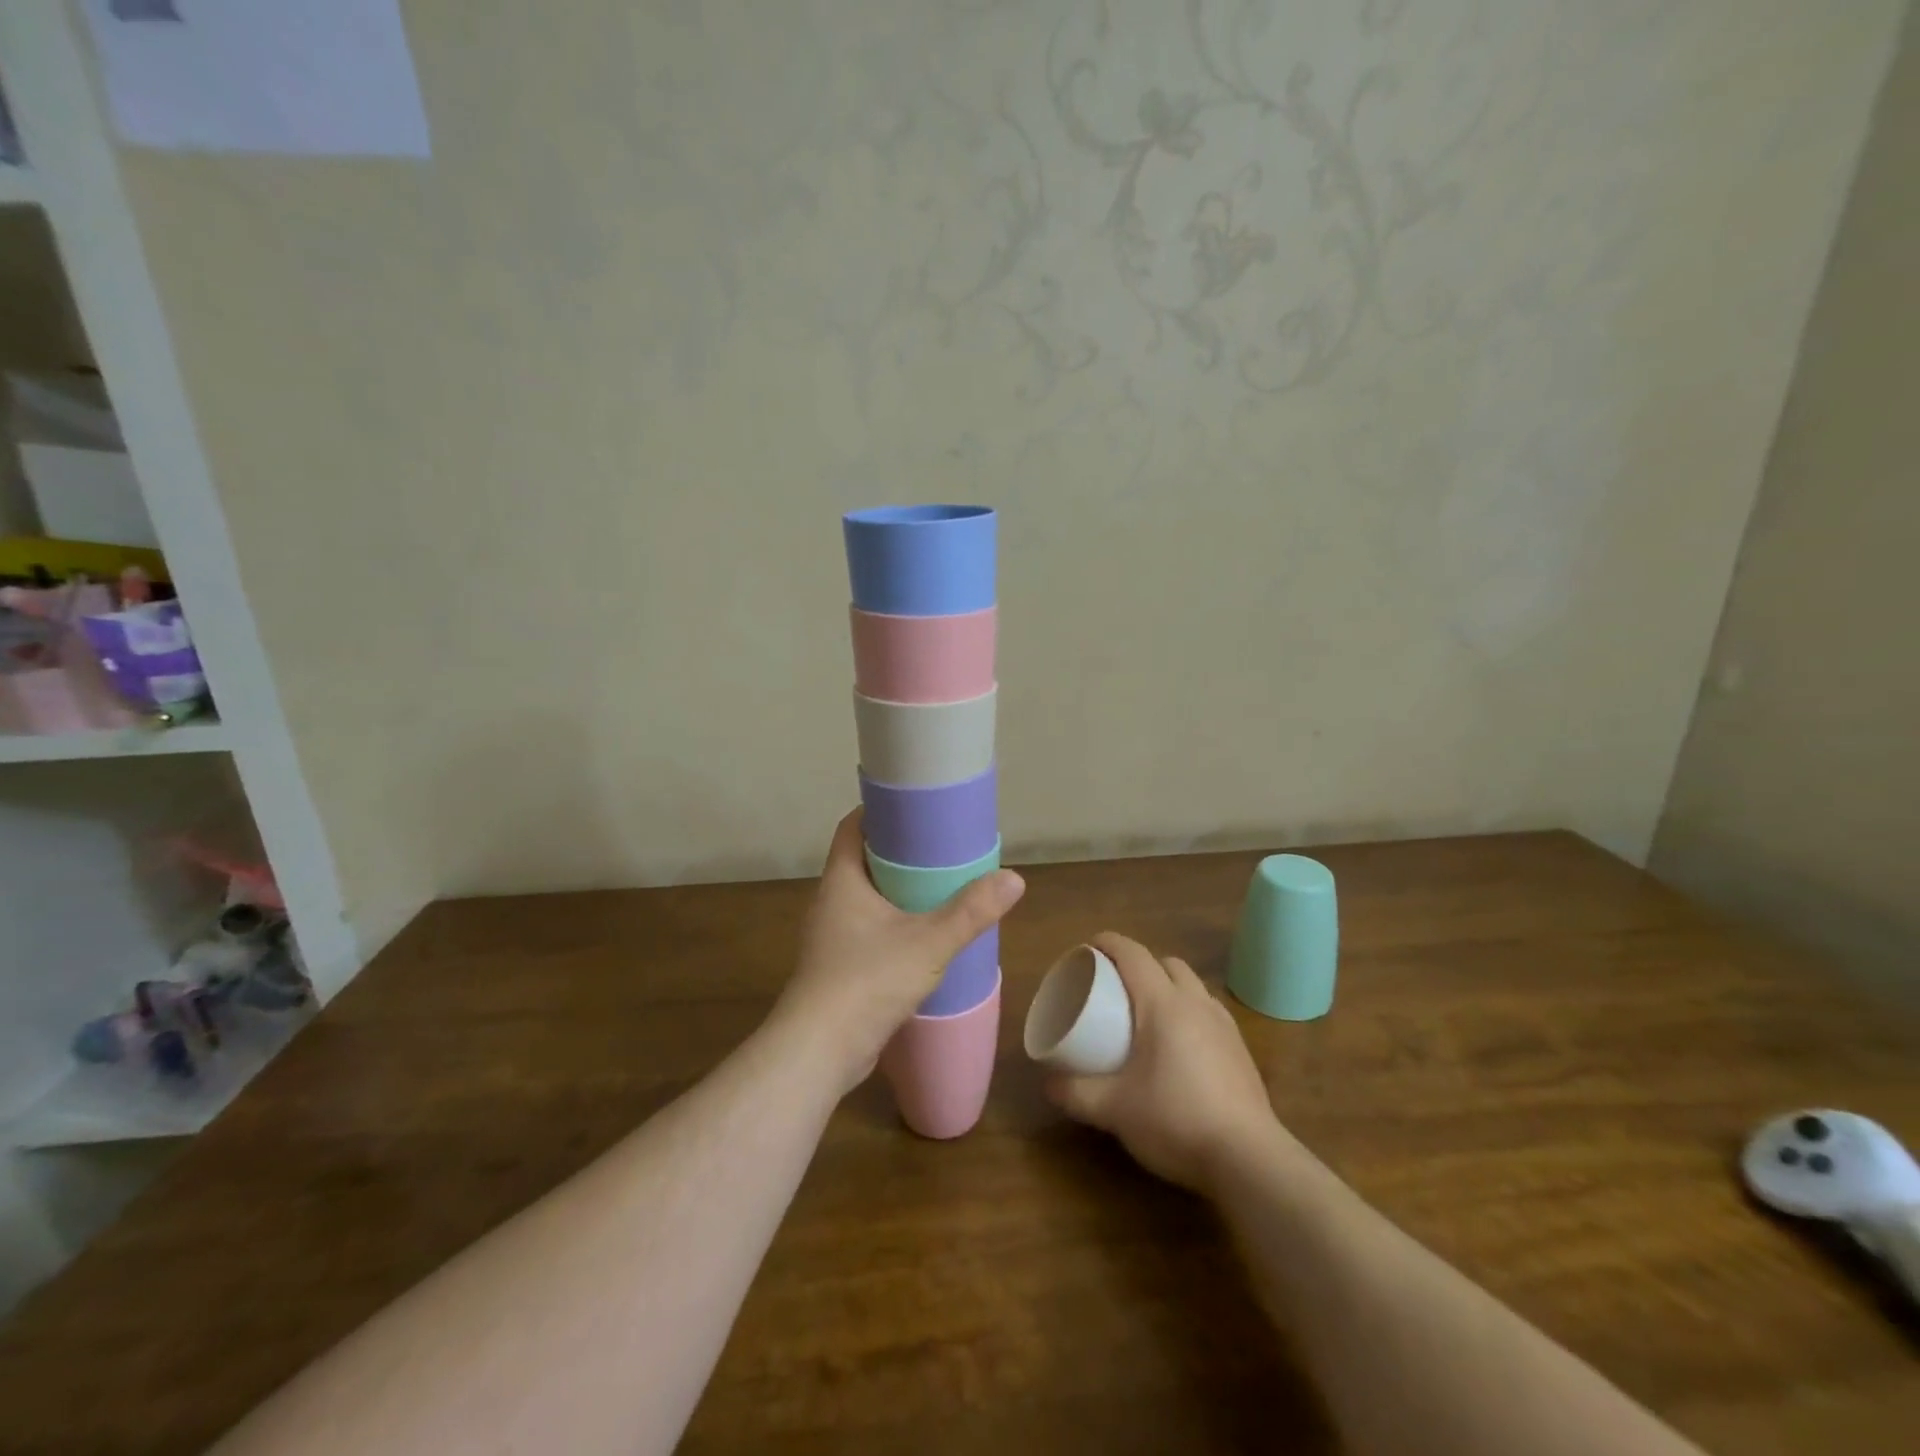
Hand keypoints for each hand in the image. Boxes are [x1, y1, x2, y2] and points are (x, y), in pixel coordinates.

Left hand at [770, 809, 1024, 1096]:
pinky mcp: (838, 967)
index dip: (881, 811)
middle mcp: (831, 900)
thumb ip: (971, 911)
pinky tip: (923, 936)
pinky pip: (868, 929)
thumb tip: (1015, 878)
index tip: (917, 807)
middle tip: (941, 847)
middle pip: (864, 859)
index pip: (854, 826)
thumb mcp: (928, 942)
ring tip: (940, 887)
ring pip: (867, 897)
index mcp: (842, 880)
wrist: (819, 1051)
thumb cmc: (867, 981)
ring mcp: (831, 936)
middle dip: (900, 851)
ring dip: (898, 890)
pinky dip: (893, 922)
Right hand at [1046, 932, 1293, 1193]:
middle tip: (1116, 985)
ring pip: (1193, 986)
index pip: (1133, 954)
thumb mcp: (1114, 1109)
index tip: (1088, 947)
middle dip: (1140, 963)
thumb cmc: (1175, 1120)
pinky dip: (1188, 1012)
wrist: (1249, 1159)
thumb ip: (1076, 1093)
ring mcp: (1224, 1026)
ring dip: (1168, 986)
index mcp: (1163, 1004)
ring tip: (1147, 1013)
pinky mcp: (1241, 1051)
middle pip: (1167, 963)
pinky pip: (1208, 1012)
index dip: (1109, 943)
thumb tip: (1048, 1083)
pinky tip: (1179, 1045)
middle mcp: (1196, 1004)